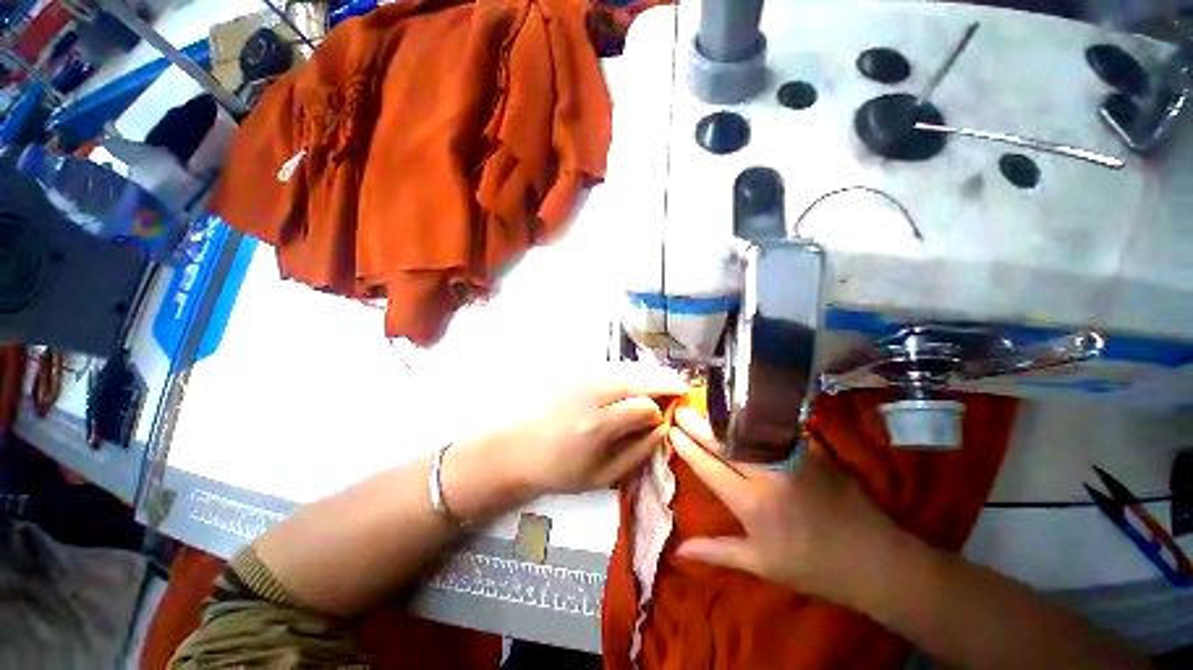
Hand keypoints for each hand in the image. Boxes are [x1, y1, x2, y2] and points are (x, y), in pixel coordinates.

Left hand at [498, 365, 688, 495]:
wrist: (517, 450)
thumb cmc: (559, 470)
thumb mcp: (602, 476)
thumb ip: (637, 453)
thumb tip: (663, 430)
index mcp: (598, 426)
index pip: (643, 406)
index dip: (660, 411)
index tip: (665, 419)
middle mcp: (592, 395)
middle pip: (637, 379)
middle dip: (663, 381)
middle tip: (680, 386)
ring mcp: (581, 379)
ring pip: (625, 368)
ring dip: (649, 372)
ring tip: (666, 379)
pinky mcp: (574, 374)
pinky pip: (611, 367)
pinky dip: (631, 370)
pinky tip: (640, 377)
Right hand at [669, 407, 899, 606]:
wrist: (875, 559)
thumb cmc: (813, 567)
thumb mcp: (762, 565)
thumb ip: (718, 552)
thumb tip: (680, 550)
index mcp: (753, 504)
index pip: (710, 467)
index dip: (688, 447)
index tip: (672, 431)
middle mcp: (769, 474)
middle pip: (724, 443)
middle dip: (697, 426)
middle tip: (680, 411)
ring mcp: (792, 457)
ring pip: (747, 431)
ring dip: (722, 419)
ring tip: (703, 408)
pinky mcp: (811, 448)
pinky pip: (774, 430)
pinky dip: (752, 420)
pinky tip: (742, 412)